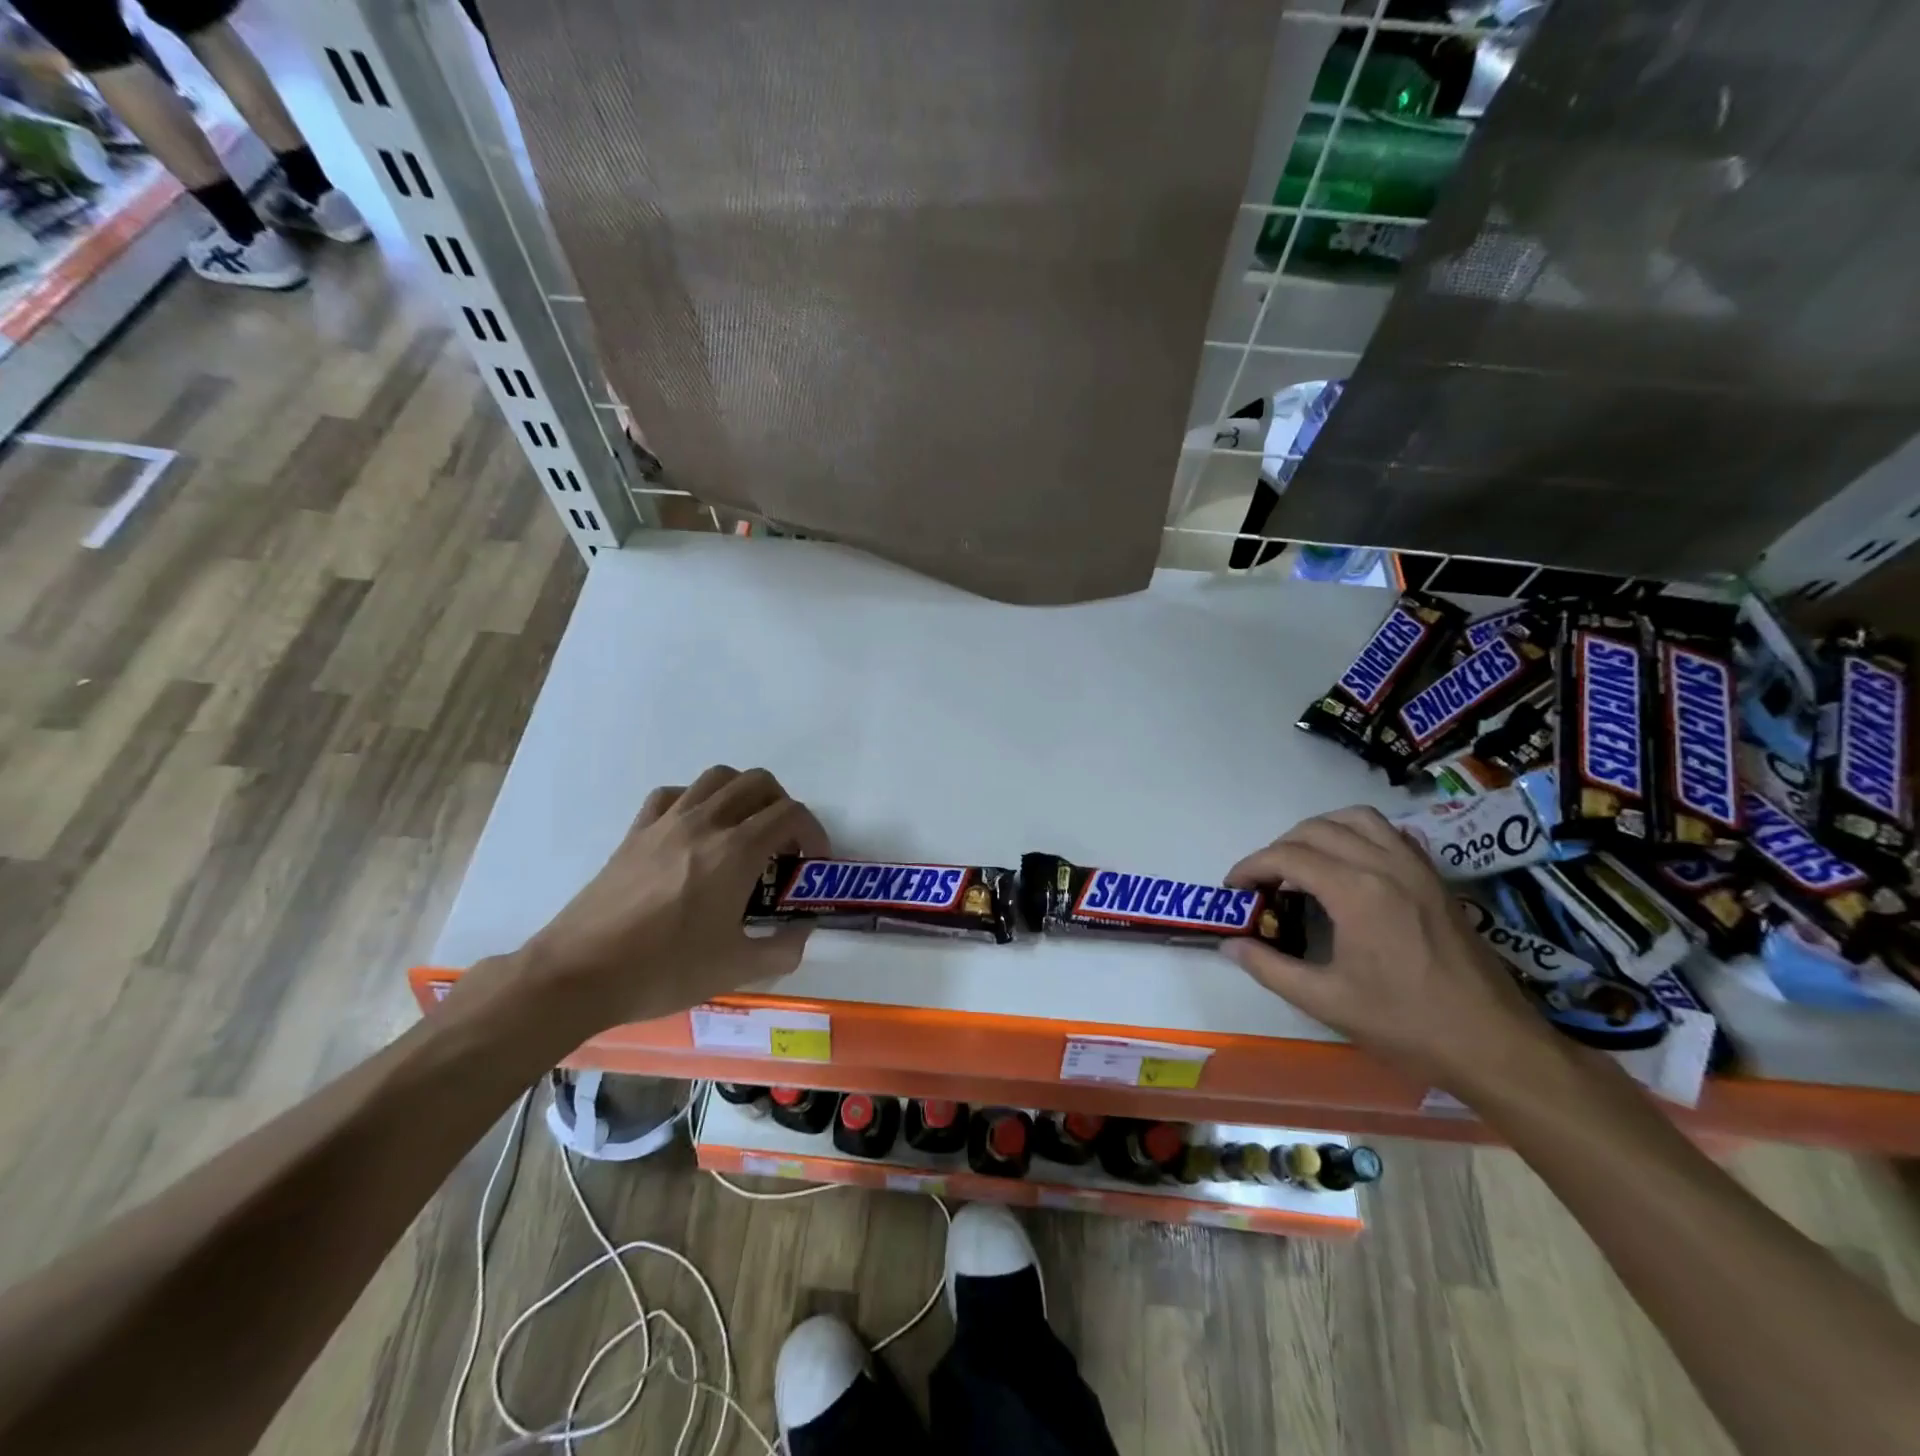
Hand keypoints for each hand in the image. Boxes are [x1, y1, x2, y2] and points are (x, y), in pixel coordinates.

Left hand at [513, 766, 827, 1030]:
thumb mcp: (736, 970)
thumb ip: (783, 949)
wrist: (578, 974)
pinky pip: (674, 794)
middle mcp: (705, 823)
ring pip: (717, 778)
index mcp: (735, 852)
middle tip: (783, 846)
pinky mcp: (636, 831)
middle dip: (783, 807)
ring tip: (744, 832)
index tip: (812, 863)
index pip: (791, 814)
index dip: (814, 832)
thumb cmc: (663, 970)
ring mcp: (666, 822)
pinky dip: (697, 801)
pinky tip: (696, 831)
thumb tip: (802, 932)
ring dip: (743, 795)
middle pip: (758, 783)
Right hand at [1220, 806, 1550, 1089]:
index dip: (1251, 867)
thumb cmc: (1406, 1024)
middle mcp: (1385, 865)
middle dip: (1278, 848)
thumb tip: (1230, 945)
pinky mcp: (1434, 877)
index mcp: (1356, 892)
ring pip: (1355, 819)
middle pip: (1316, 829)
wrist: (1494, 1044)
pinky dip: (1358, 835)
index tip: (1234, 889)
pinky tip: (1349, 865)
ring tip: (1302, 864)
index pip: (1287, 856)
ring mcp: (1415, 867)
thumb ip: (1269, 968)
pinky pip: (1389, 832)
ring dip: (1319, 831)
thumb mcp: (1326, 1001)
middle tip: (1263, 882)